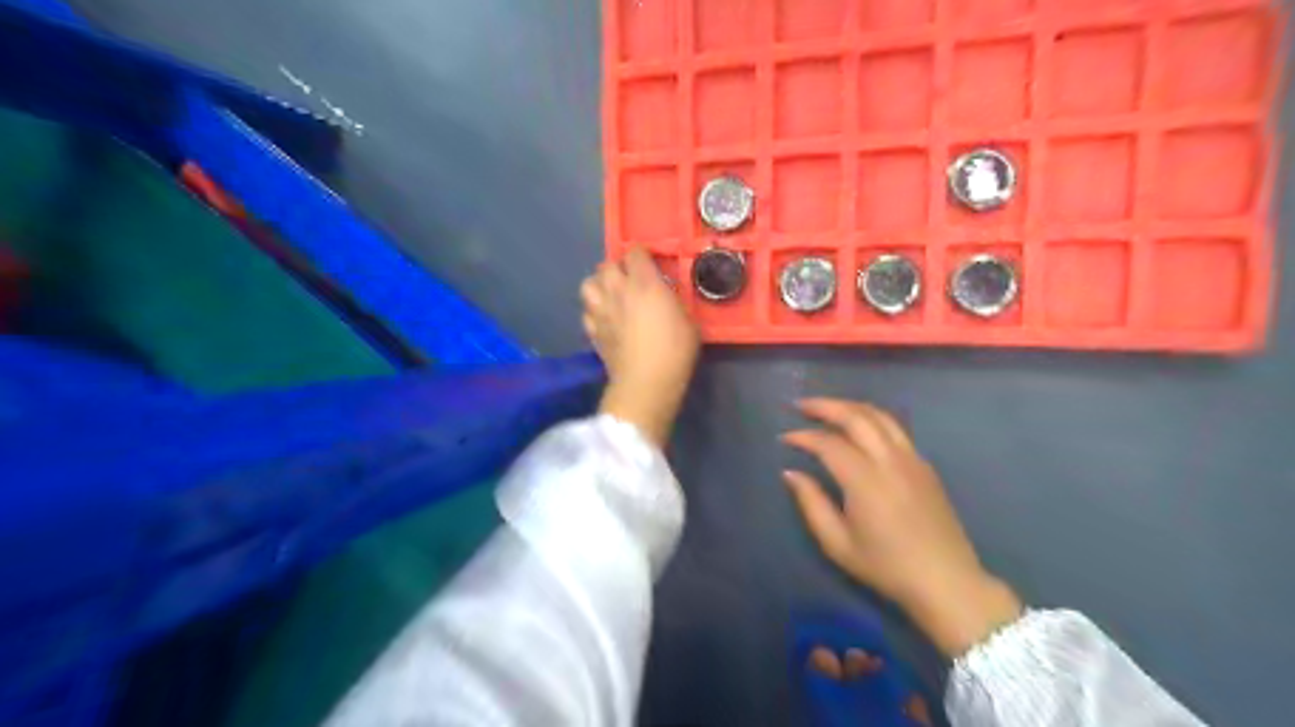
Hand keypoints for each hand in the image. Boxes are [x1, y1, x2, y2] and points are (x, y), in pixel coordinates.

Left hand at [582, 247, 697, 443]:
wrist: (646, 381)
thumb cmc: (675, 350)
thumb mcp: (688, 319)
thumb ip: (673, 300)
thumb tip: (666, 295)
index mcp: (644, 283)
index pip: (635, 253)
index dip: (642, 254)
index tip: (650, 262)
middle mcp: (618, 290)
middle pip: (606, 265)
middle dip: (617, 267)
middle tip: (629, 279)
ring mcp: (601, 310)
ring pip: (588, 284)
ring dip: (599, 285)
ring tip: (610, 294)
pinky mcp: (592, 331)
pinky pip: (586, 312)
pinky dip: (593, 311)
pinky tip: (604, 318)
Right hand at [779, 397, 1022, 658]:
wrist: (947, 582)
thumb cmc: (887, 567)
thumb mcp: (838, 544)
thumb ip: (811, 504)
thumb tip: (791, 473)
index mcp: (865, 480)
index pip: (828, 443)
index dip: (803, 436)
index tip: (784, 438)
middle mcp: (890, 460)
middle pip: (856, 416)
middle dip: (825, 406)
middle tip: (801, 405)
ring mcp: (912, 459)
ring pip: (879, 415)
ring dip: (850, 406)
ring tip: (827, 408)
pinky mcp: (924, 465)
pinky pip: (895, 428)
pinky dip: (871, 418)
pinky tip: (859, 428)